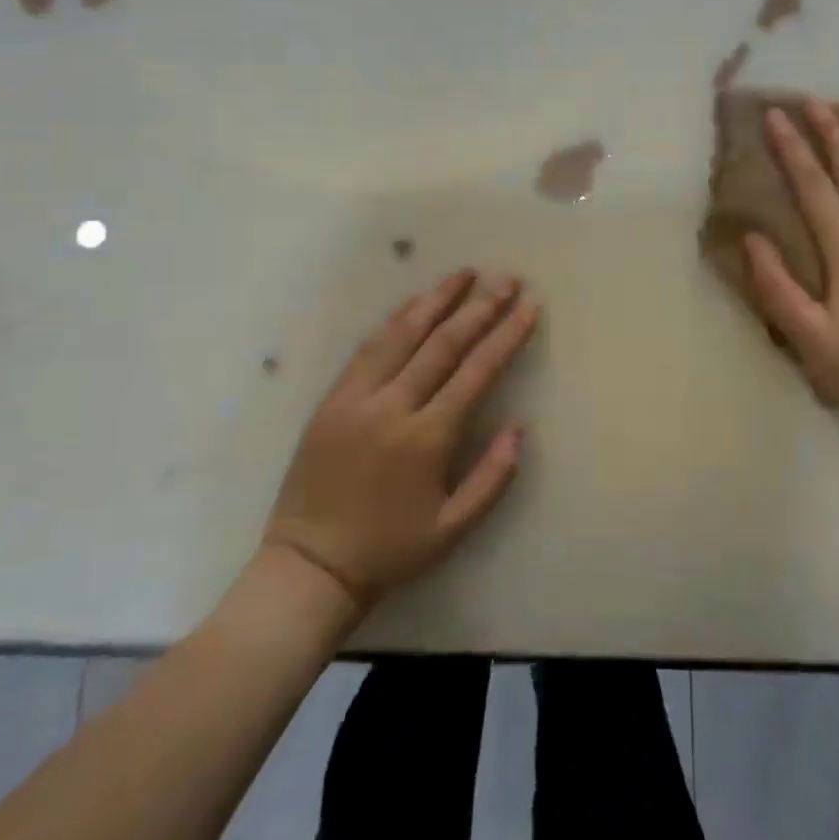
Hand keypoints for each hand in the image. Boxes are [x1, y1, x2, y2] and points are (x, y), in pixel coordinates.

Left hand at [264, 270, 539, 608]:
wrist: (309, 566)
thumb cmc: (389, 550)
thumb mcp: (452, 529)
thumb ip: (492, 478)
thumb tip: (519, 428)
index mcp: (426, 438)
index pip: (476, 372)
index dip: (506, 336)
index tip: (529, 306)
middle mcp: (393, 407)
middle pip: (443, 344)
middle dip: (480, 307)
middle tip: (506, 279)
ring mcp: (357, 398)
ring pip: (402, 334)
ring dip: (436, 300)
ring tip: (464, 273)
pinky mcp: (332, 399)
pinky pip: (367, 348)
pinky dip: (395, 320)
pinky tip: (414, 302)